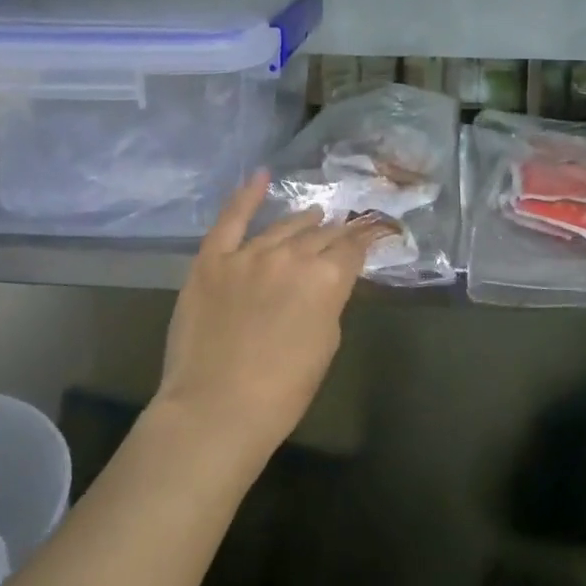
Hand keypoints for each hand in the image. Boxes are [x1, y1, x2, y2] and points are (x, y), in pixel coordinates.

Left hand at [153, 172, 386, 463]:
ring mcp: (249, 253)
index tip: (372, 234)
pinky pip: (231, 219)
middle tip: (344, 229)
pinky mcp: (213, 259)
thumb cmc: (282, 391)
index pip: (353, 249)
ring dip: (303, 220)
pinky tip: (261, 176)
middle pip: (321, 235)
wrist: (216, 408)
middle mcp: (292, 255)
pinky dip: (246, 195)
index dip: (365, 241)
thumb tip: (327, 283)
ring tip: (314, 214)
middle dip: (336, 232)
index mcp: (327, 279)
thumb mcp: (326, 345)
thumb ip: (330, 303)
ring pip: (283, 226)